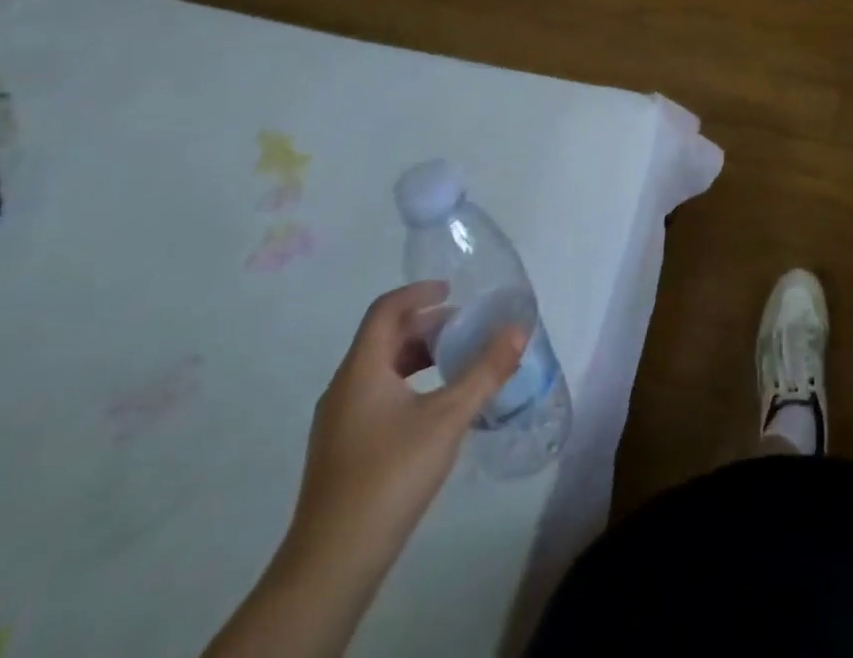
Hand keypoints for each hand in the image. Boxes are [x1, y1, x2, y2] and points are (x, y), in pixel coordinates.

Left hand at [282, 282, 526, 583]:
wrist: (333, 563)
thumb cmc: (390, 475)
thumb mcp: (448, 417)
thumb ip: (486, 370)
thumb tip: (518, 329)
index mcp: (362, 371)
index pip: (385, 311)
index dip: (418, 292)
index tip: (452, 290)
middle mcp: (344, 388)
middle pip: (383, 338)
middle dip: (425, 326)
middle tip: (465, 328)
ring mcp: (338, 422)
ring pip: (380, 369)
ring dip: (417, 356)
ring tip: (456, 363)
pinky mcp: (342, 450)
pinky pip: (376, 395)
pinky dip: (408, 383)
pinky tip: (435, 408)